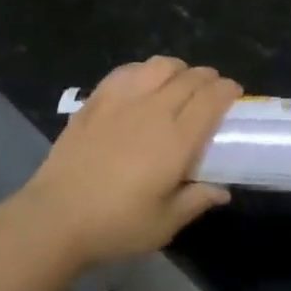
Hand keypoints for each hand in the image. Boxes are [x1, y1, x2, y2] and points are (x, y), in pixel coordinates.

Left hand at [20, 57, 238, 267]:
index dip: (227, 90)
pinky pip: (128, 71)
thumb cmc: (115, 225)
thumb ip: (196, 201)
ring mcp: (123, 100)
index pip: (211, 99)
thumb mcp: (164, 224)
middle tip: (212, 91)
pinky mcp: (97, 99)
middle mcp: (154, 110)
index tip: (234, 94)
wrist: (56, 217)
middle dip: (209, 78)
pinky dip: (144, 70)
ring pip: (160, 65)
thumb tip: (222, 190)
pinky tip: (143, 84)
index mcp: (177, 139)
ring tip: (179, 82)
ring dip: (178, 69)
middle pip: (190, 77)